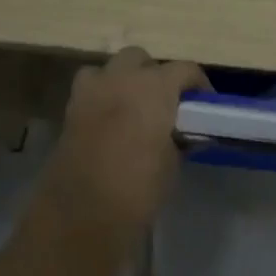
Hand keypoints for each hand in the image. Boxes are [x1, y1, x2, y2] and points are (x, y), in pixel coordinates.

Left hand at [34, 47, 209, 251]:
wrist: (82, 216)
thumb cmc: (139, 188)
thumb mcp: (172, 163)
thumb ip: (179, 139)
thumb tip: (183, 134)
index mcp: (154, 87)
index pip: (185, 69)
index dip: (198, 84)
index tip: (205, 103)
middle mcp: (121, 79)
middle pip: (141, 58)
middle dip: (154, 73)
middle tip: (165, 101)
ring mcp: (91, 92)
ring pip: (110, 68)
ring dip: (123, 79)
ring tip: (134, 105)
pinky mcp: (71, 111)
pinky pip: (90, 90)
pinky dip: (102, 96)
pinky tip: (111, 120)